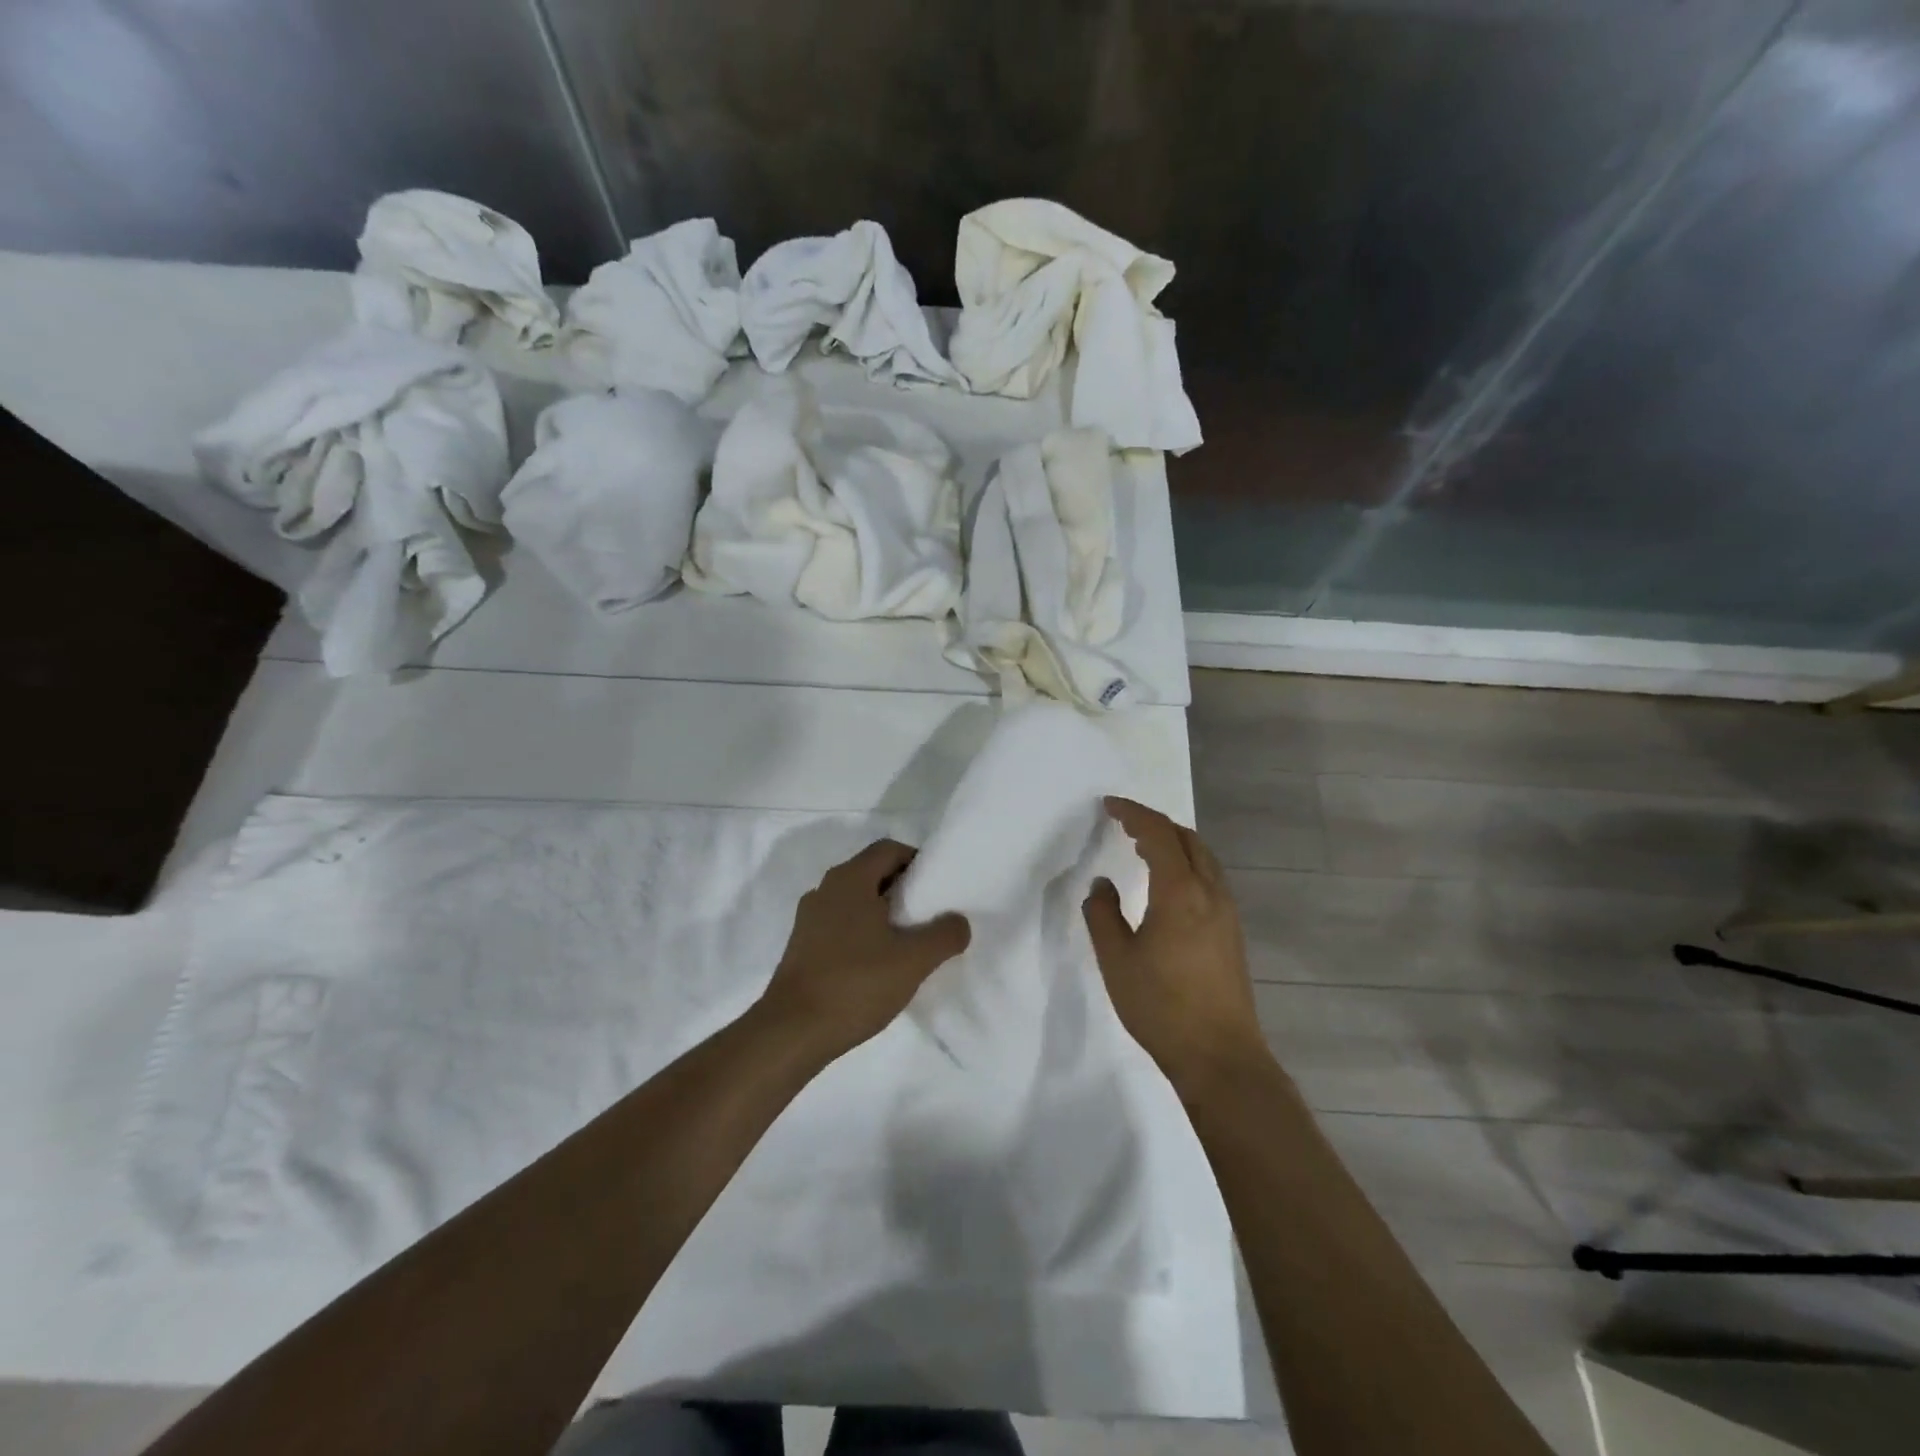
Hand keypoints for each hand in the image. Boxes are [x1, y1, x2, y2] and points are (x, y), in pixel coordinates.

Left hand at [759, 838, 970, 1059]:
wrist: (792, 1032)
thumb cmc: (855, 984)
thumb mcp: (913, 960)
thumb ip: (944, 935)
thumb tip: (958, 921)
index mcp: (850, 879)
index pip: (889, 849)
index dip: (917, 861)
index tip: (938, 887)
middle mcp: (825, 889)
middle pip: (872, 873)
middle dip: (903, 889)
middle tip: (929, 915)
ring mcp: (810, 918)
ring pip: (855, 901)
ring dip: (883, 913)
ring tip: (908, 943)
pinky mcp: (802, 946)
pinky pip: (840, 924)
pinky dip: (863, 933)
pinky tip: (878, 964)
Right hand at [1083, 797, 1268, 1086]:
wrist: (1220, 1056)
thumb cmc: (1161, 1006)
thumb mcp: (1116, 960)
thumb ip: (1103, 915)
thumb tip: (1102, 884)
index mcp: (1180, 892)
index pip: (1158, 834)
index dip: (1133, 814)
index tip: (1109, 805)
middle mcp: (1210, 892)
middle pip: (1187, 838)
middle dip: (1155, 823)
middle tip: (1124, 823)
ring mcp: (1227, 912)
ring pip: (1203, 857)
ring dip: (1174, 842)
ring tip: (1144, 847)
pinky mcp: (1232, 932)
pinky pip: (1210, 877)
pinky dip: (1187, 863)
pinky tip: (1169, 884)